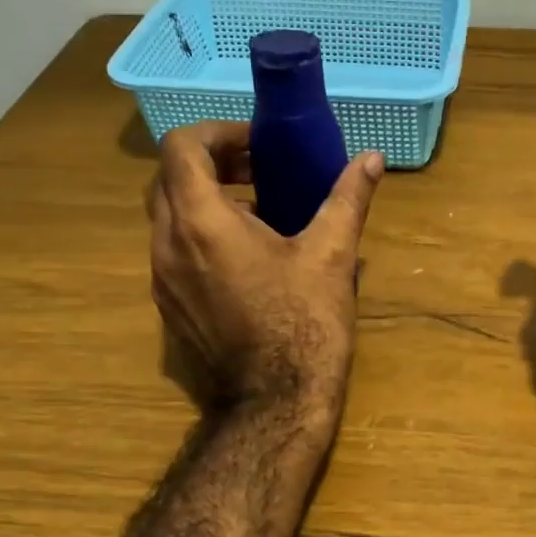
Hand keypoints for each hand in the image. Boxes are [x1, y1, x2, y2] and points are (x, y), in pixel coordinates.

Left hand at [148, 121, 383, 420]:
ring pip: (167, 216)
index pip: (182, 147)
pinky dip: (200, 236)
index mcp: (201, 222)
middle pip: (170, 178)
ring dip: (205, 200)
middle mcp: (167, 245)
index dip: (217, 133)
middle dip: (212, 163)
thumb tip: (373, 158)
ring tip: (259, 213)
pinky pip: (173, 252)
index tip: (257, 145)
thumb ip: (348, 198)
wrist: (276, 403)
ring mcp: (162, 280)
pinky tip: (246, 259)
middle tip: (259, 170)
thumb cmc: (305, 324)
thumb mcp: (331, 255)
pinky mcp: (169, 307)